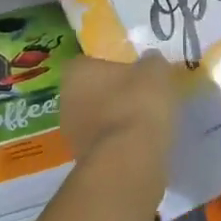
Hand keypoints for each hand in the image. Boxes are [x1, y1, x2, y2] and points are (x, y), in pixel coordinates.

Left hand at [61, 53, 177, 170]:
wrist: (128, 161)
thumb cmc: (138, 104)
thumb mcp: (156, 71)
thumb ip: (151, 62)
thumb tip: (150, 61)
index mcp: (76, 70)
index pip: (92, 60)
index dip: (115, 64)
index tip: (135, 71)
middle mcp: (65, 98)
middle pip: (92, 89)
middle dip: (114, 92)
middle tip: (141, 95)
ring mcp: (71, 132)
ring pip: (97, 117)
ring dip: (116, 118)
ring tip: (145, 121)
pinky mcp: (83, 158)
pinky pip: (105, 141)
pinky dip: (119, 141)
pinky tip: (140, 142)